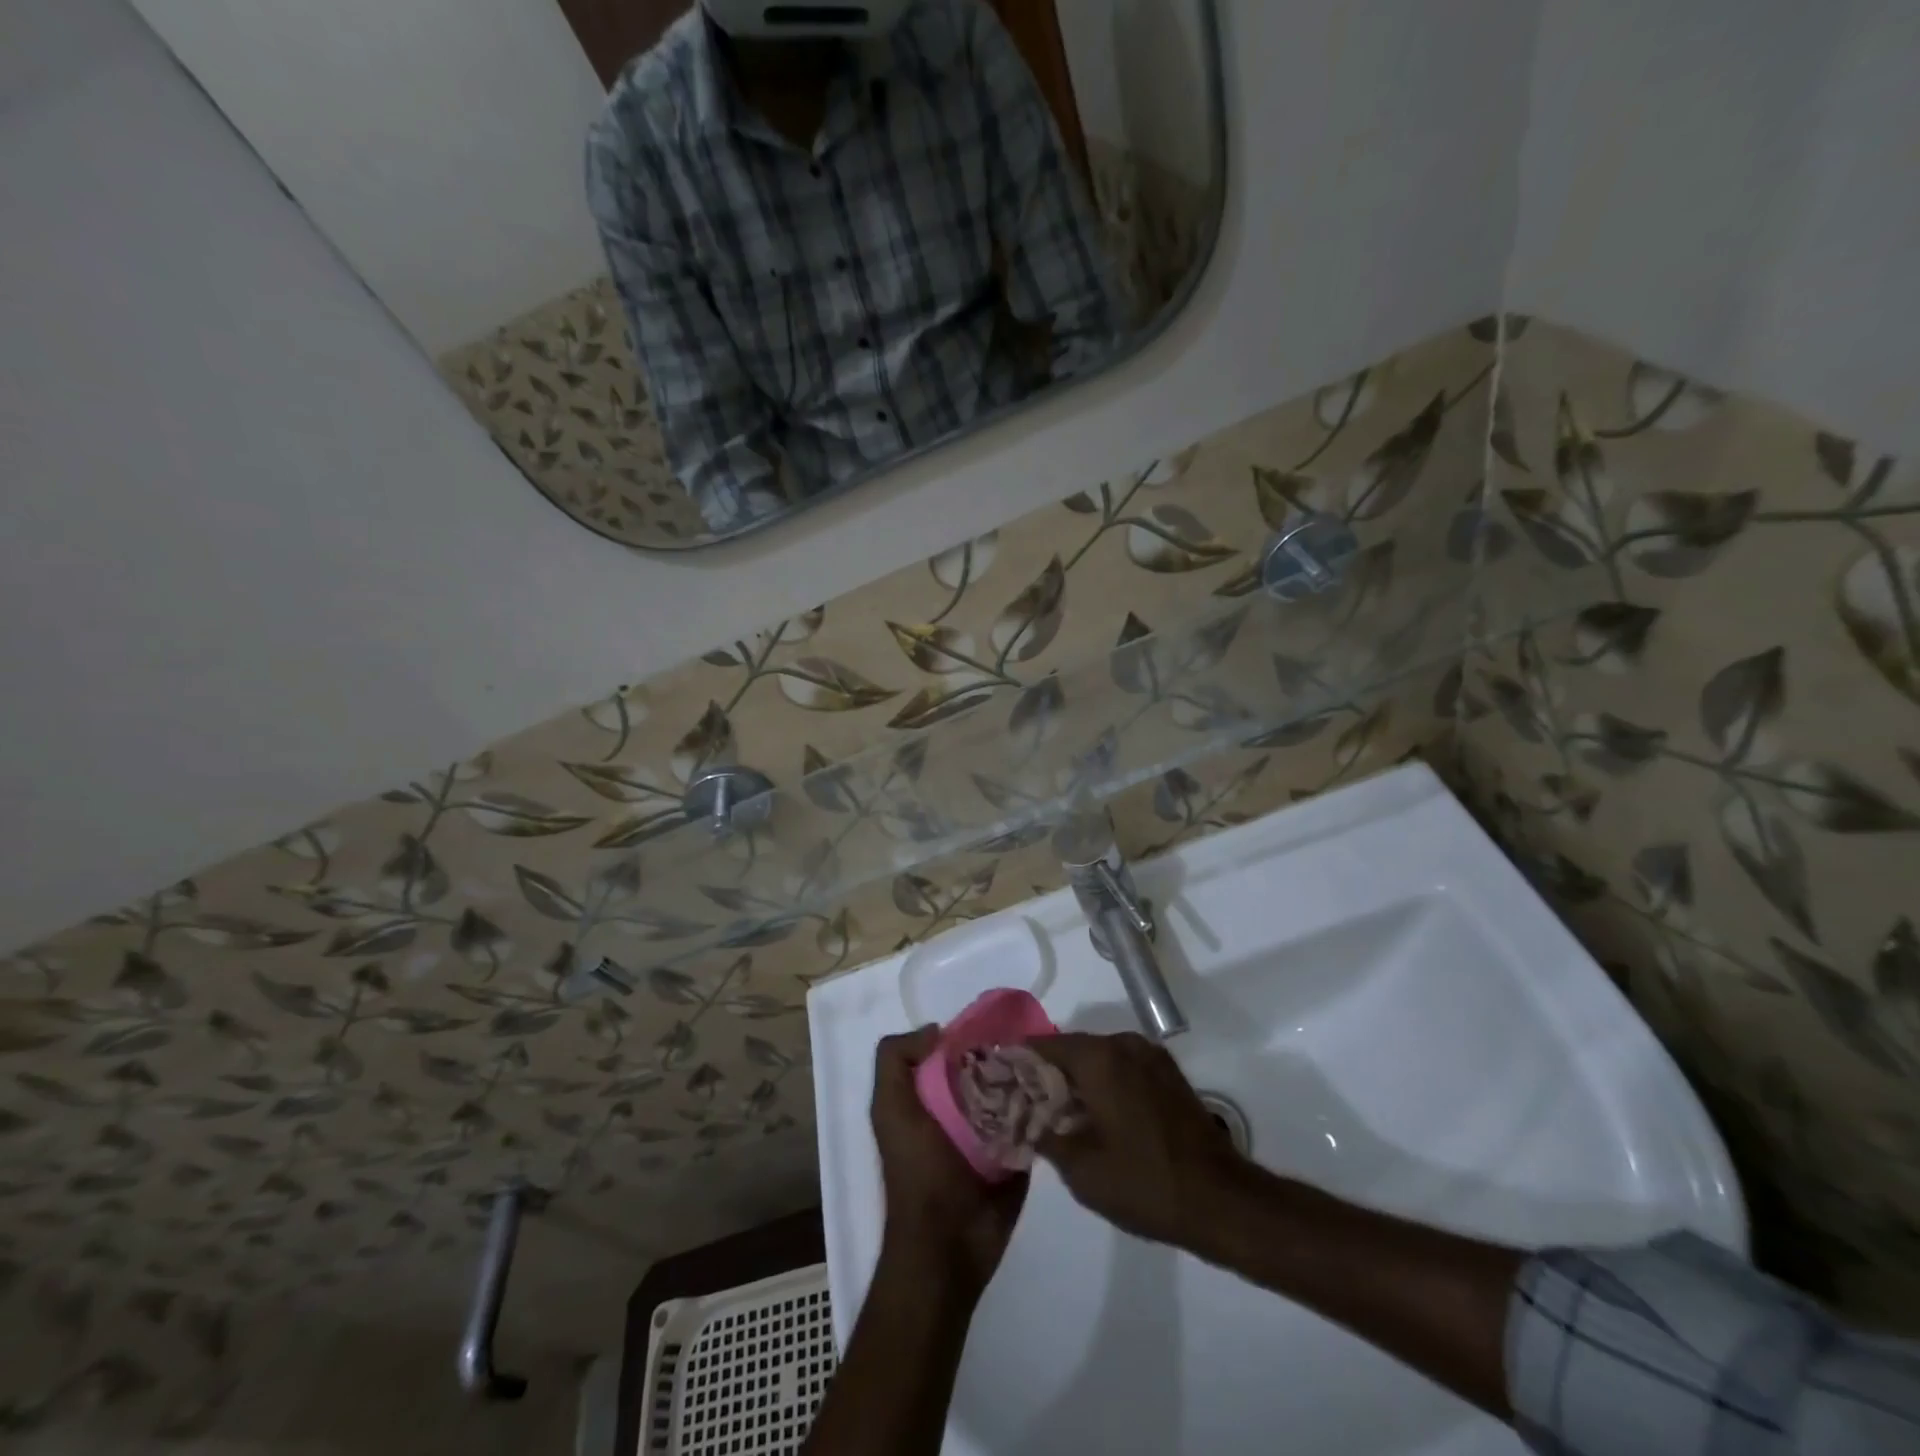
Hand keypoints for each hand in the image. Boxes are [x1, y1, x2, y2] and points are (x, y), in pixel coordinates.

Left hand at [870, 1027, 1028, 1297]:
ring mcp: (994, 1131)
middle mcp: (962, 1107)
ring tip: (1053, 1065)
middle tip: (1033, 1044)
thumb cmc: (918, 1172)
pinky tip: (1061, 1093)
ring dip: (1031, 1078)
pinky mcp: (1019, 1153)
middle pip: (990, 1066)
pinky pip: (1035, 1121)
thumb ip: (896, 1061)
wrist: (949, 1246)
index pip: (954, 1049)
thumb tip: (938, 1030)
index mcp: (931, 1095)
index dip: (969, 1035)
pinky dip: (1045, 1107)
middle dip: (1007, 1054)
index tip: (995, 1025)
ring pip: (1016, 1089)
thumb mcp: (890, 1109)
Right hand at [1029, 1032, 1243, 1249]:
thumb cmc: (1144, 1183)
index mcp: (1098, 1057)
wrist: (1220, 1200)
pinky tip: (1095, 1115)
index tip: (1001, 1081)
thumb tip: (1026, 1118)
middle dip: (1047, 1073)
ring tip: (1057, 1113)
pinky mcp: (1168, 1074)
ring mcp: (1150, 1056)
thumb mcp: (1080, 1169)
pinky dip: (1104, 1083)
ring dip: (1077, 1079)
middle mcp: (1123, 1044)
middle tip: (1025, 1102)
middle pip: (1071, 1049)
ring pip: (1098, 1059)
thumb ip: (1045, 1135)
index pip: (1043, 1045)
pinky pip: (1122, 1068)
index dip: (1019, 1062)